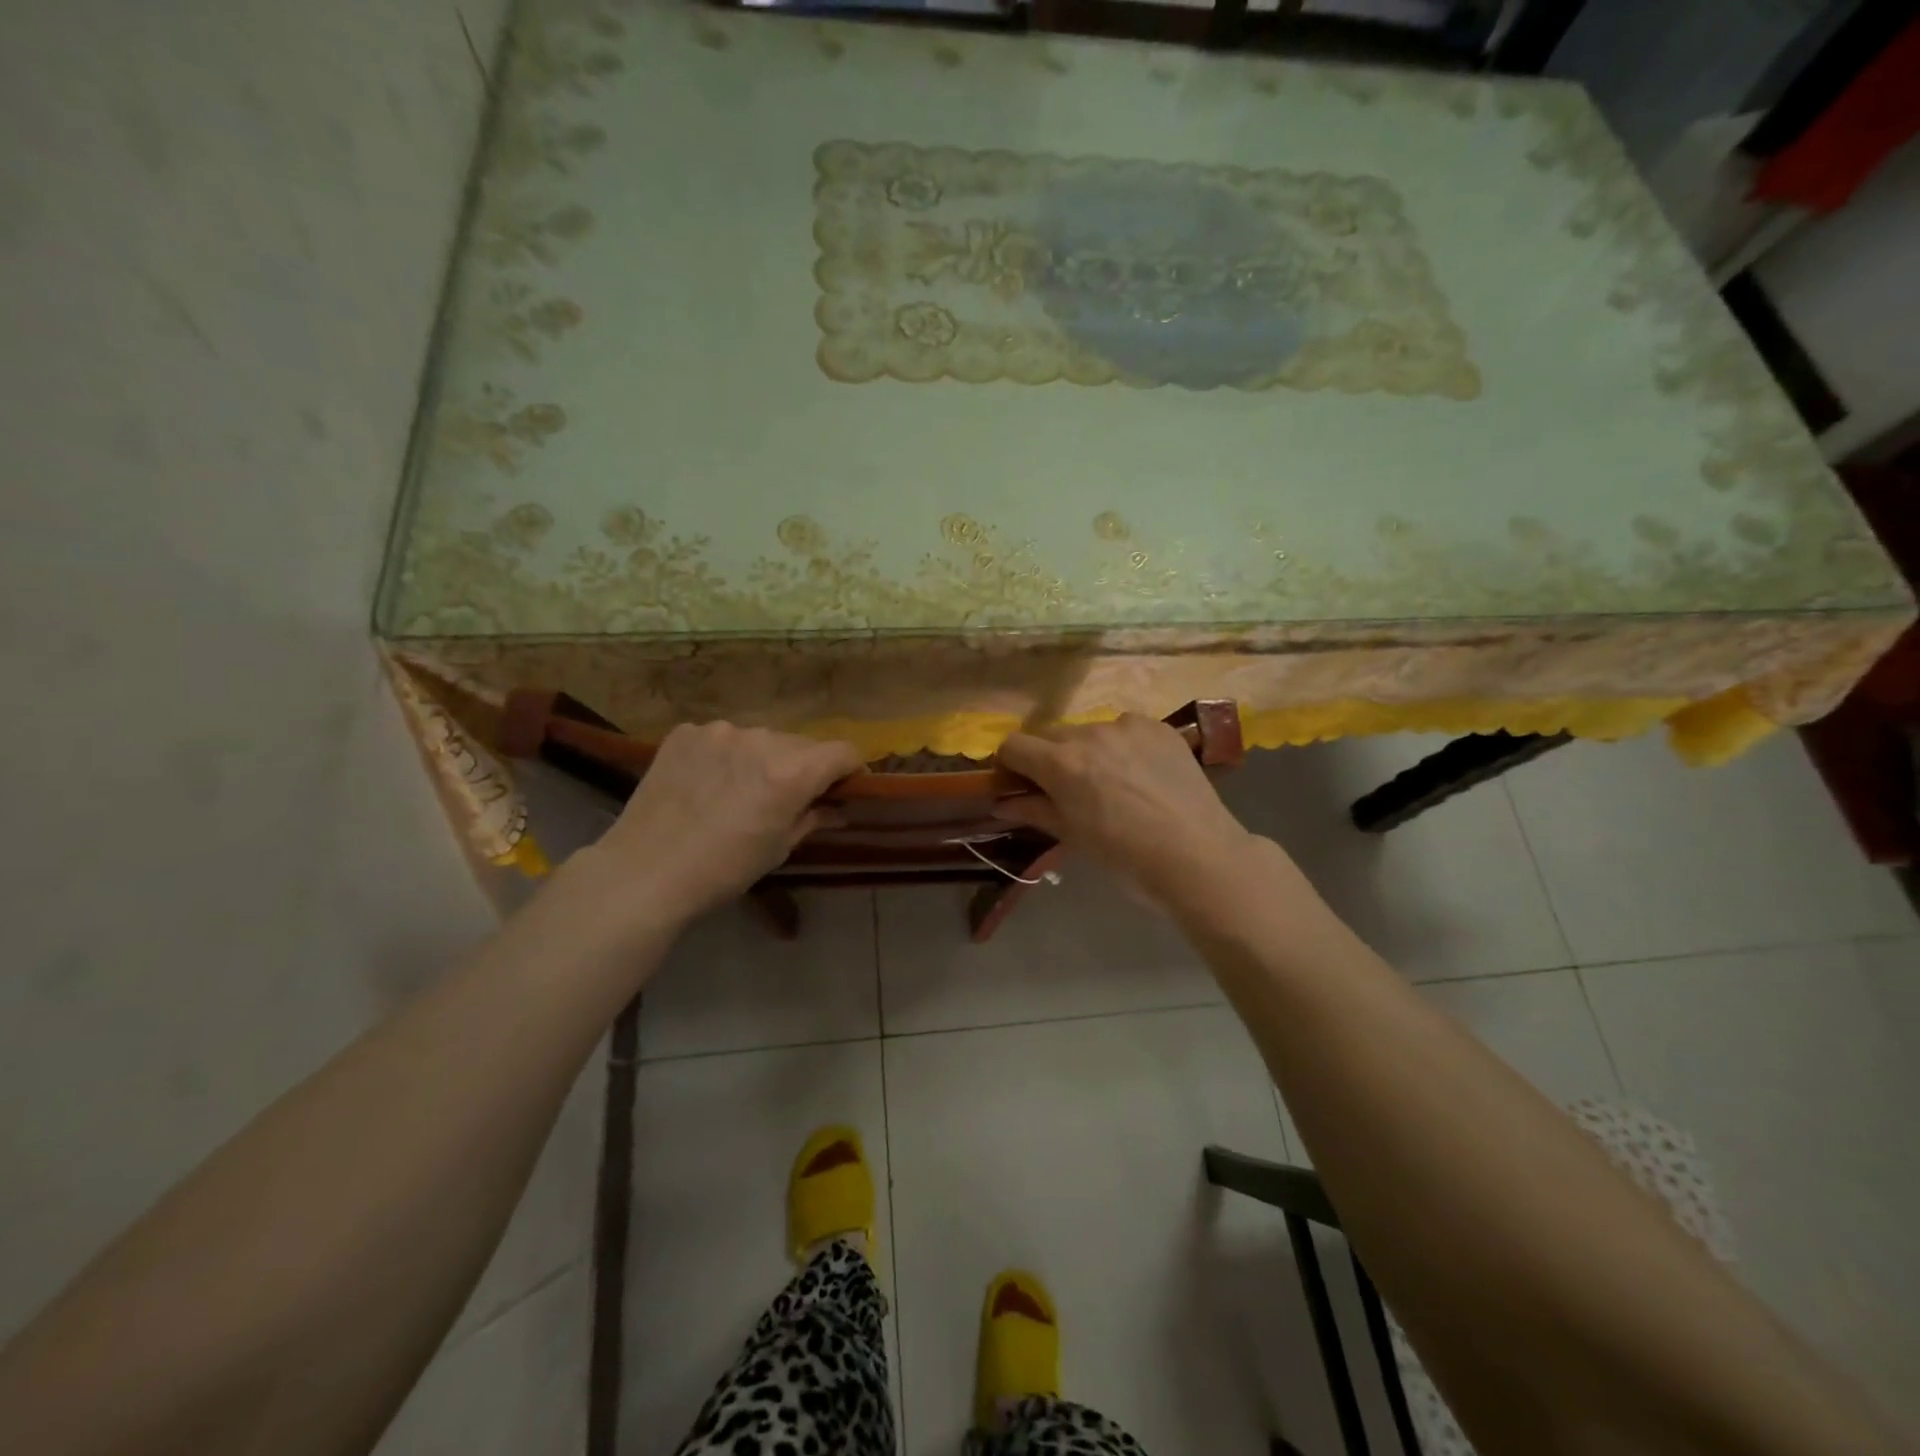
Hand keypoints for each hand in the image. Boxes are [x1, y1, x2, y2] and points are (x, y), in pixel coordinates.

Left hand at [592, 722, 862, 922]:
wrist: (644, 871)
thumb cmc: (723, 869)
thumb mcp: (778, 848)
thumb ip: (813, 818)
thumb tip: (838, 809)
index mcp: (791, 772)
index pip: (843, 752)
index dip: (851, 769)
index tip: (844, 787)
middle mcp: (761, 739)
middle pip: (801, 744)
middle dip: (804, 767)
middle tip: (786, 797)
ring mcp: (719, 731)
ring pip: (760, 739)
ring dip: (762, 759)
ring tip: (739, 790)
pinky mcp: (686, 733)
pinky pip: (721, 738)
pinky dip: (724, 756)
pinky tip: (706, 784)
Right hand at [993, 715, 1252, 901]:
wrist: (1198, 857)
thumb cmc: (1126, 857)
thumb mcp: (1073, 837)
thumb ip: (1035, 812)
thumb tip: (1003, 804)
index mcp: (1061, 763)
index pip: (1013, 745)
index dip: (1010, 765)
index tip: (1020, 785)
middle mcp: (1090, 733)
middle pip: (1050, 735)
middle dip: (1049, 758)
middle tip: (1066, 790)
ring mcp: (1128, 725)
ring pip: (1090, 731)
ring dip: (1088, 751)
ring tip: (1112, 784)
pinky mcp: (1159, 727)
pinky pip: (1126, 729)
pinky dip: (1123, 746)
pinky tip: (1142, 775)